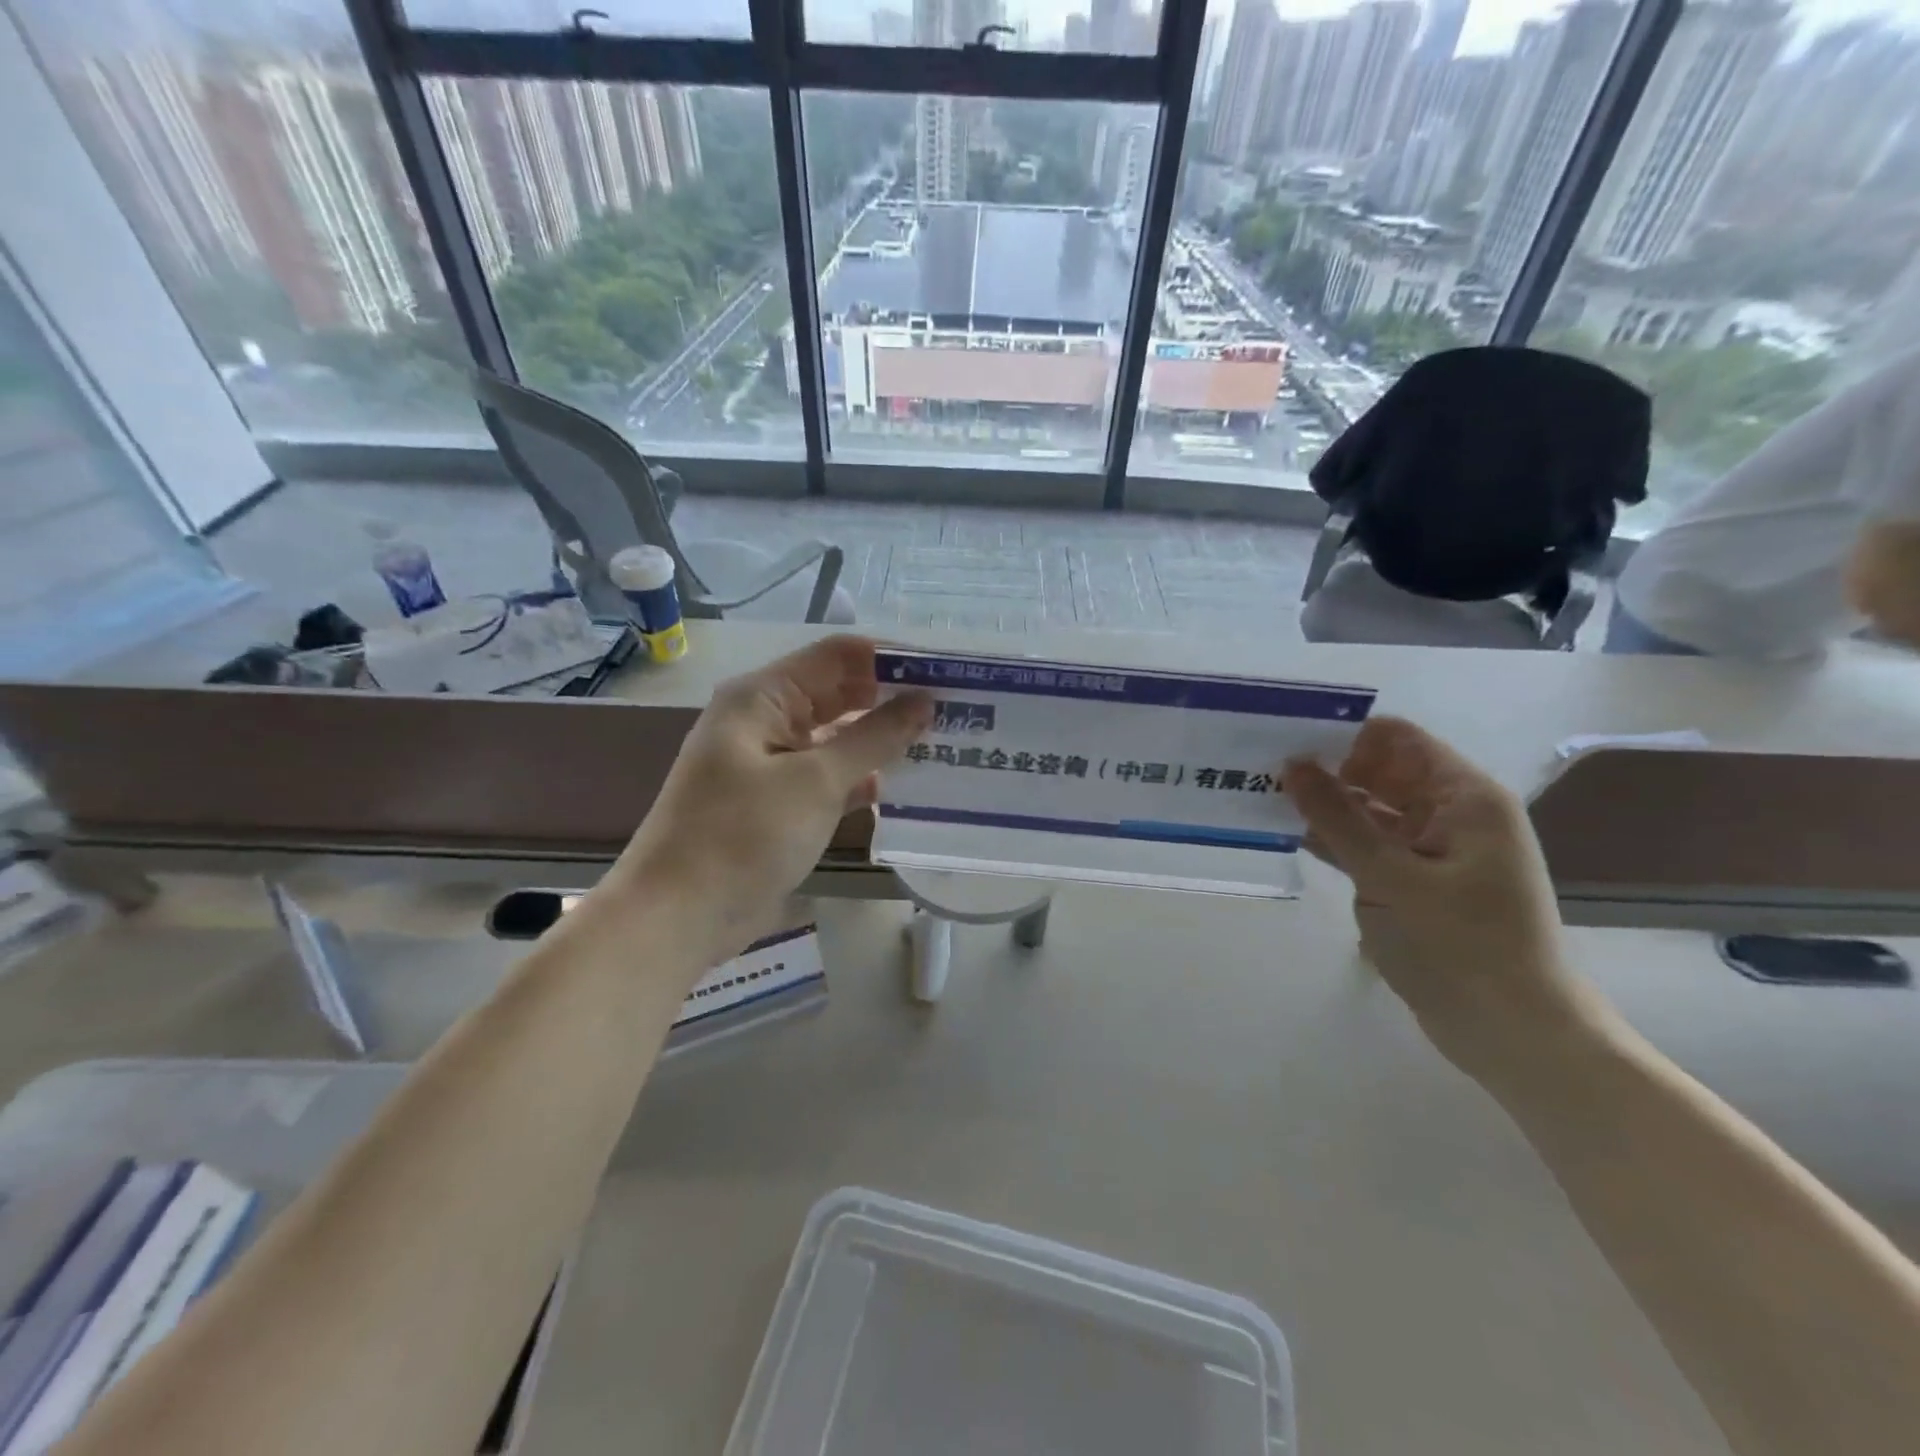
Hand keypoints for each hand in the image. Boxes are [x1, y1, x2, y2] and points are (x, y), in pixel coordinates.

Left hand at [612, 636, 930, 972]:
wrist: (677, 917)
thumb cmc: (743, 836)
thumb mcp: (815, 781)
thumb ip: (873, 737)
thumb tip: (924, 699)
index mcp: (762, 696)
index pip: (838, 655)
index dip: (891, 658)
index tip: (946, 673)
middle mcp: (765, 720)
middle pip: (839, 693)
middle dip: (892, 699)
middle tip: (955, 710)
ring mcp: (770, 763)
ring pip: (836, 737)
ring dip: (881, 741)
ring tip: (942, 743)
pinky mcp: (778, 803)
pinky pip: (827, 777)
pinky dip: (860, 779)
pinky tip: (903, 788)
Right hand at [1282, 718, 1601, 1077]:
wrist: (1512, 1032)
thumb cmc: (1459, 946)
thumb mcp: (1390, 877)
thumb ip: (1338, 818)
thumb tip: (1293, 764)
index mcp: (1464, 797)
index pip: (1396, 739)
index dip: (1343, 735)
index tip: (1287, 743)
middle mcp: (1452, 813)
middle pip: (1381, 771)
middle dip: (1326, 770)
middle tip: (1262, 772)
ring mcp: (1434, 849)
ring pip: (1370, 809)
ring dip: (1324, 806)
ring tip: (1264, 800)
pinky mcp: (1417, 881)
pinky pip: (1370, 845)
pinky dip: (1335, 840)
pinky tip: (1290, 838)